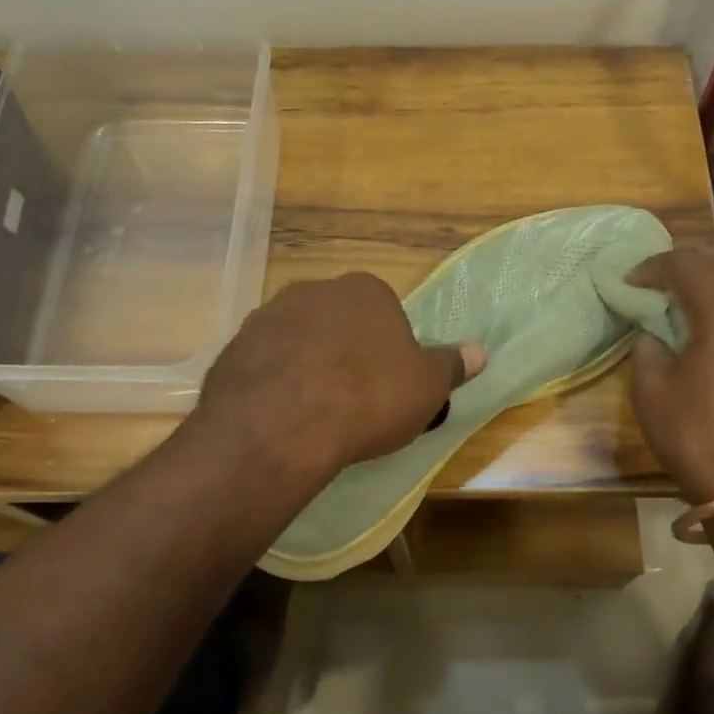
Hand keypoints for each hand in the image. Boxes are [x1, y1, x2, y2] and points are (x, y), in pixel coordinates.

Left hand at [195, 272, 485, 483]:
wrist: (283, 423)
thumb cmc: (369, 397)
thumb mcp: (427, 387)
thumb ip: (451, 365)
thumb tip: (480, 351)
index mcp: (365, 290)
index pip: (384, 311)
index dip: (389, 348)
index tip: (388, 384)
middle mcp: (314, 290)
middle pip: (338, 321)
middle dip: (346, 351)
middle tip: (353, 398)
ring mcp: (267, 316)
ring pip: (298, 340)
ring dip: (307, 365)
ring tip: (315, 413)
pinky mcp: (233, 347)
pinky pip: (264, 364)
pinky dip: (273, 383)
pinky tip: (281, 418)